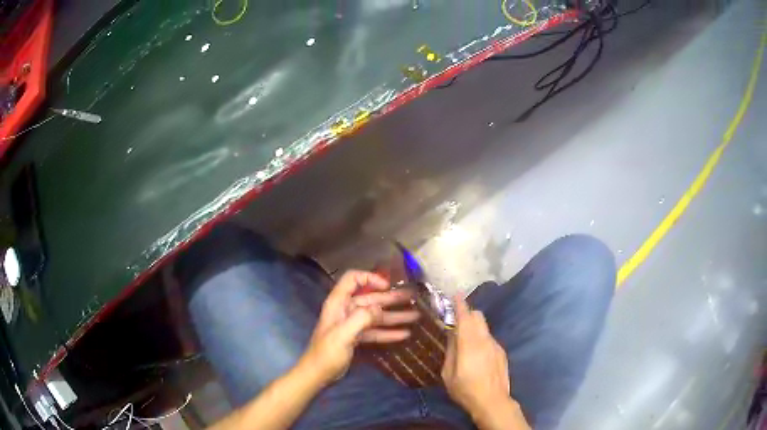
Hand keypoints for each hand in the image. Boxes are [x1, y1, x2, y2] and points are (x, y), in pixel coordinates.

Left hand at [300, 270, 418, 385]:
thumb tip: (380, 308)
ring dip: (395, 316)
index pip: (352, 279)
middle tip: (413, 298)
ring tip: (415, 316)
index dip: (370, 278)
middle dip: (391, 298)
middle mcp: (346, 310)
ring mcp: (352, 324)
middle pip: (371, 299)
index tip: (387, 286)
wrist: (318, 374)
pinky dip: (389, 332)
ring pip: (376, 316)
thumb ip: (361, 319)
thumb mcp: (343, 335)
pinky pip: (376, 331)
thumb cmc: (327, 353)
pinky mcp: (357, 337)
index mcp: (338, 303)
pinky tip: (404, 334)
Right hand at [442, 296, 511, 419]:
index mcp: (469, 344)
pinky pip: (489, 339)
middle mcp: (484, 340)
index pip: (465, 317)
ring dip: (475, 327)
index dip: (460, 305)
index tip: (456, 294)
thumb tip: (452, 335)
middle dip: (468, 313)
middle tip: (457, 319)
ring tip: (465, 340)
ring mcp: (495, 346)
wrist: (492, 401)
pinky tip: (476, 354)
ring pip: (484, 328)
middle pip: (478, 317)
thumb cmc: (465, 389)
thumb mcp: (448, 373)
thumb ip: (450, 351)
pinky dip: (481, 338)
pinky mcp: (502, 353)